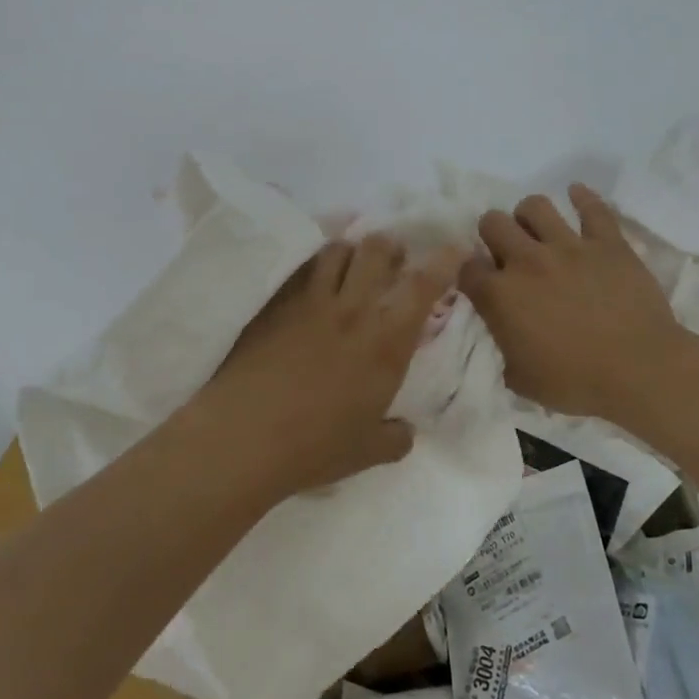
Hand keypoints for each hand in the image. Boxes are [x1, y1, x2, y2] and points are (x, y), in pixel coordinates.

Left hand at [193, 235, 462, 496]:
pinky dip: (315, 266)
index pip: (422, 286)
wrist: (244, 436)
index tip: (453, 247)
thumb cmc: (314, 447)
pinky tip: (312, 282)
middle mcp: (352, 311)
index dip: (443, 261)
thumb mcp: (367, 452)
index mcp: (386, 344)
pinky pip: (301, 269)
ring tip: (351, 267)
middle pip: (377, 250)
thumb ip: (394, 438)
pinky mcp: (276, 304)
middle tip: (393, 259)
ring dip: (351, 250)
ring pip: (336, 250)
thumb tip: (404, 431)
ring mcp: (310, 302)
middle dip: (391, 247)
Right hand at [459, 185, 687, 421]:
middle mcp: (526, 261)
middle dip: (493, 234)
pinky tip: (576, 193)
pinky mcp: (607, 243)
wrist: (639, 370)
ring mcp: (568, 246)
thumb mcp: (522, 379)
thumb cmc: (576, 382)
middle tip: (506, 251)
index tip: (483, 284)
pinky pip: (592, 208)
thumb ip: (505, 350)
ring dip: (529, 215)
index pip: (468, 268)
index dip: (472, 274)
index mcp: (500, 295)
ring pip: (535, 206)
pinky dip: (582, 197)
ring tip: (537, 229)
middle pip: (492, 223)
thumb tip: (507, 339)